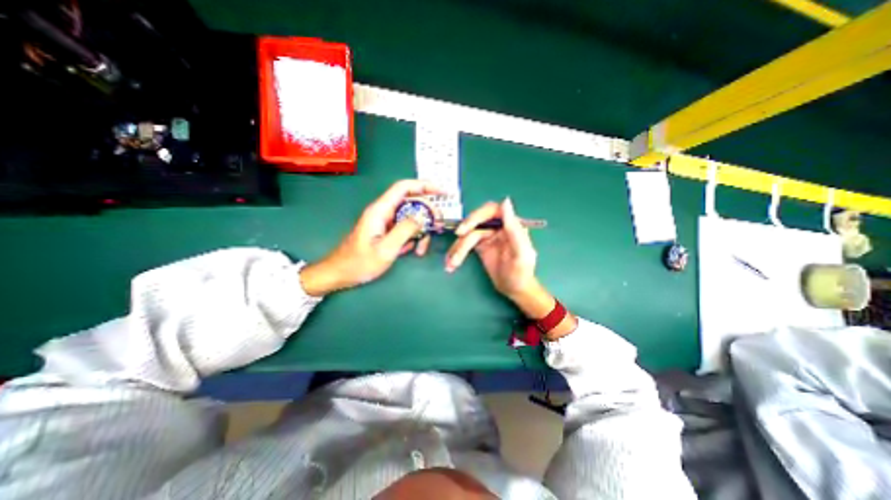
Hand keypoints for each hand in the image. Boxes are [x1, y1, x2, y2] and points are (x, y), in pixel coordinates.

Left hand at [301, 179, 443, 294]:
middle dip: (427, 214)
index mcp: (380, 210)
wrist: (340, 274)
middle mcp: (383, 212)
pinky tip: (411, 250)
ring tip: (421, 248)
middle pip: (410, 203)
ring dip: (420, 231)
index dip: (424, 185)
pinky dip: (412, 237)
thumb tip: (422, 217)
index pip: (404, 188)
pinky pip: (404, 229)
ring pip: (410, 218)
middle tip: (438, 227)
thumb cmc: (360, 263)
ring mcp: (385, 222)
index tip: (441, 191)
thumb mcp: (386, 249)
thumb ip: (405, 230)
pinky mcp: (386, 232)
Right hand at [441, 196, 553, 318]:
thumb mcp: (521, 252)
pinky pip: (465, 245)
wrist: (514, 289)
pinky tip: (451, 263)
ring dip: (457, 249)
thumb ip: (514, 228)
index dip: (476, 216)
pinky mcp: (479, 245)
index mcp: (510, 224)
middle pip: (476, 222)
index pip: (491, 211)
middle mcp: (498, 226)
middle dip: (464, 233)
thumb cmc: (521, 272)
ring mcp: (487, 236)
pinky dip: (457, 253)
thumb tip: (505, 202)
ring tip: (452, 263)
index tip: (464, 229)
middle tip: (456, 244)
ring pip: (467, 235)